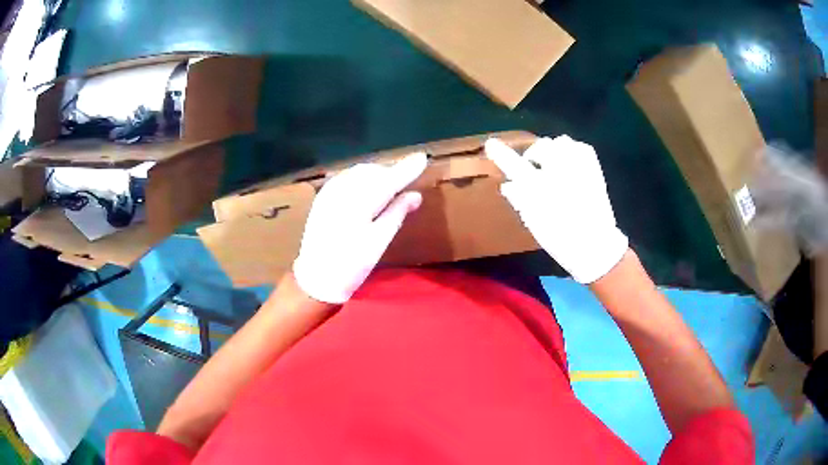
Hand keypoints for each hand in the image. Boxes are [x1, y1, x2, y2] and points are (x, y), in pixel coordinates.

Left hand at [293, 153, 427, 303]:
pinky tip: (366, 190)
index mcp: (360, 202)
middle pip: (373, 171)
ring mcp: (329, 192)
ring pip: (358, 172)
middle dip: (390, 172)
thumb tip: (416, 194)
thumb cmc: (352, 265)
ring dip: (375, 174)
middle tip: (405, 182)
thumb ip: (397, 213)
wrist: (316, 277)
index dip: (406, 169)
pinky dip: (360, 179)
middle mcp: (343, 190)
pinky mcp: (322, 197)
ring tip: (388, 188)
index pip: (388, 179)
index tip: (422, 158)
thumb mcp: (379, 241)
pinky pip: (346, 178)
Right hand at [485, 136, 627, 283]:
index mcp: (541, 188)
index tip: (490, 144)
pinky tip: (571, 165)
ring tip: (555, 167)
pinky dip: (573, 151)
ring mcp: (579, 166)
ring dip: (554, 151)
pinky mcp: (593, 167)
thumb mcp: (533, 222)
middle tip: (534, 170)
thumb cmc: (560, 238)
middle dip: (535, 155)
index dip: (501, 153)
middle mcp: (560, 171)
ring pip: (561, 142)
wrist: (595, 245)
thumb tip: (509, 184)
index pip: (515, 165)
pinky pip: (580, 147)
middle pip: (542, 147)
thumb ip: (519, 199)